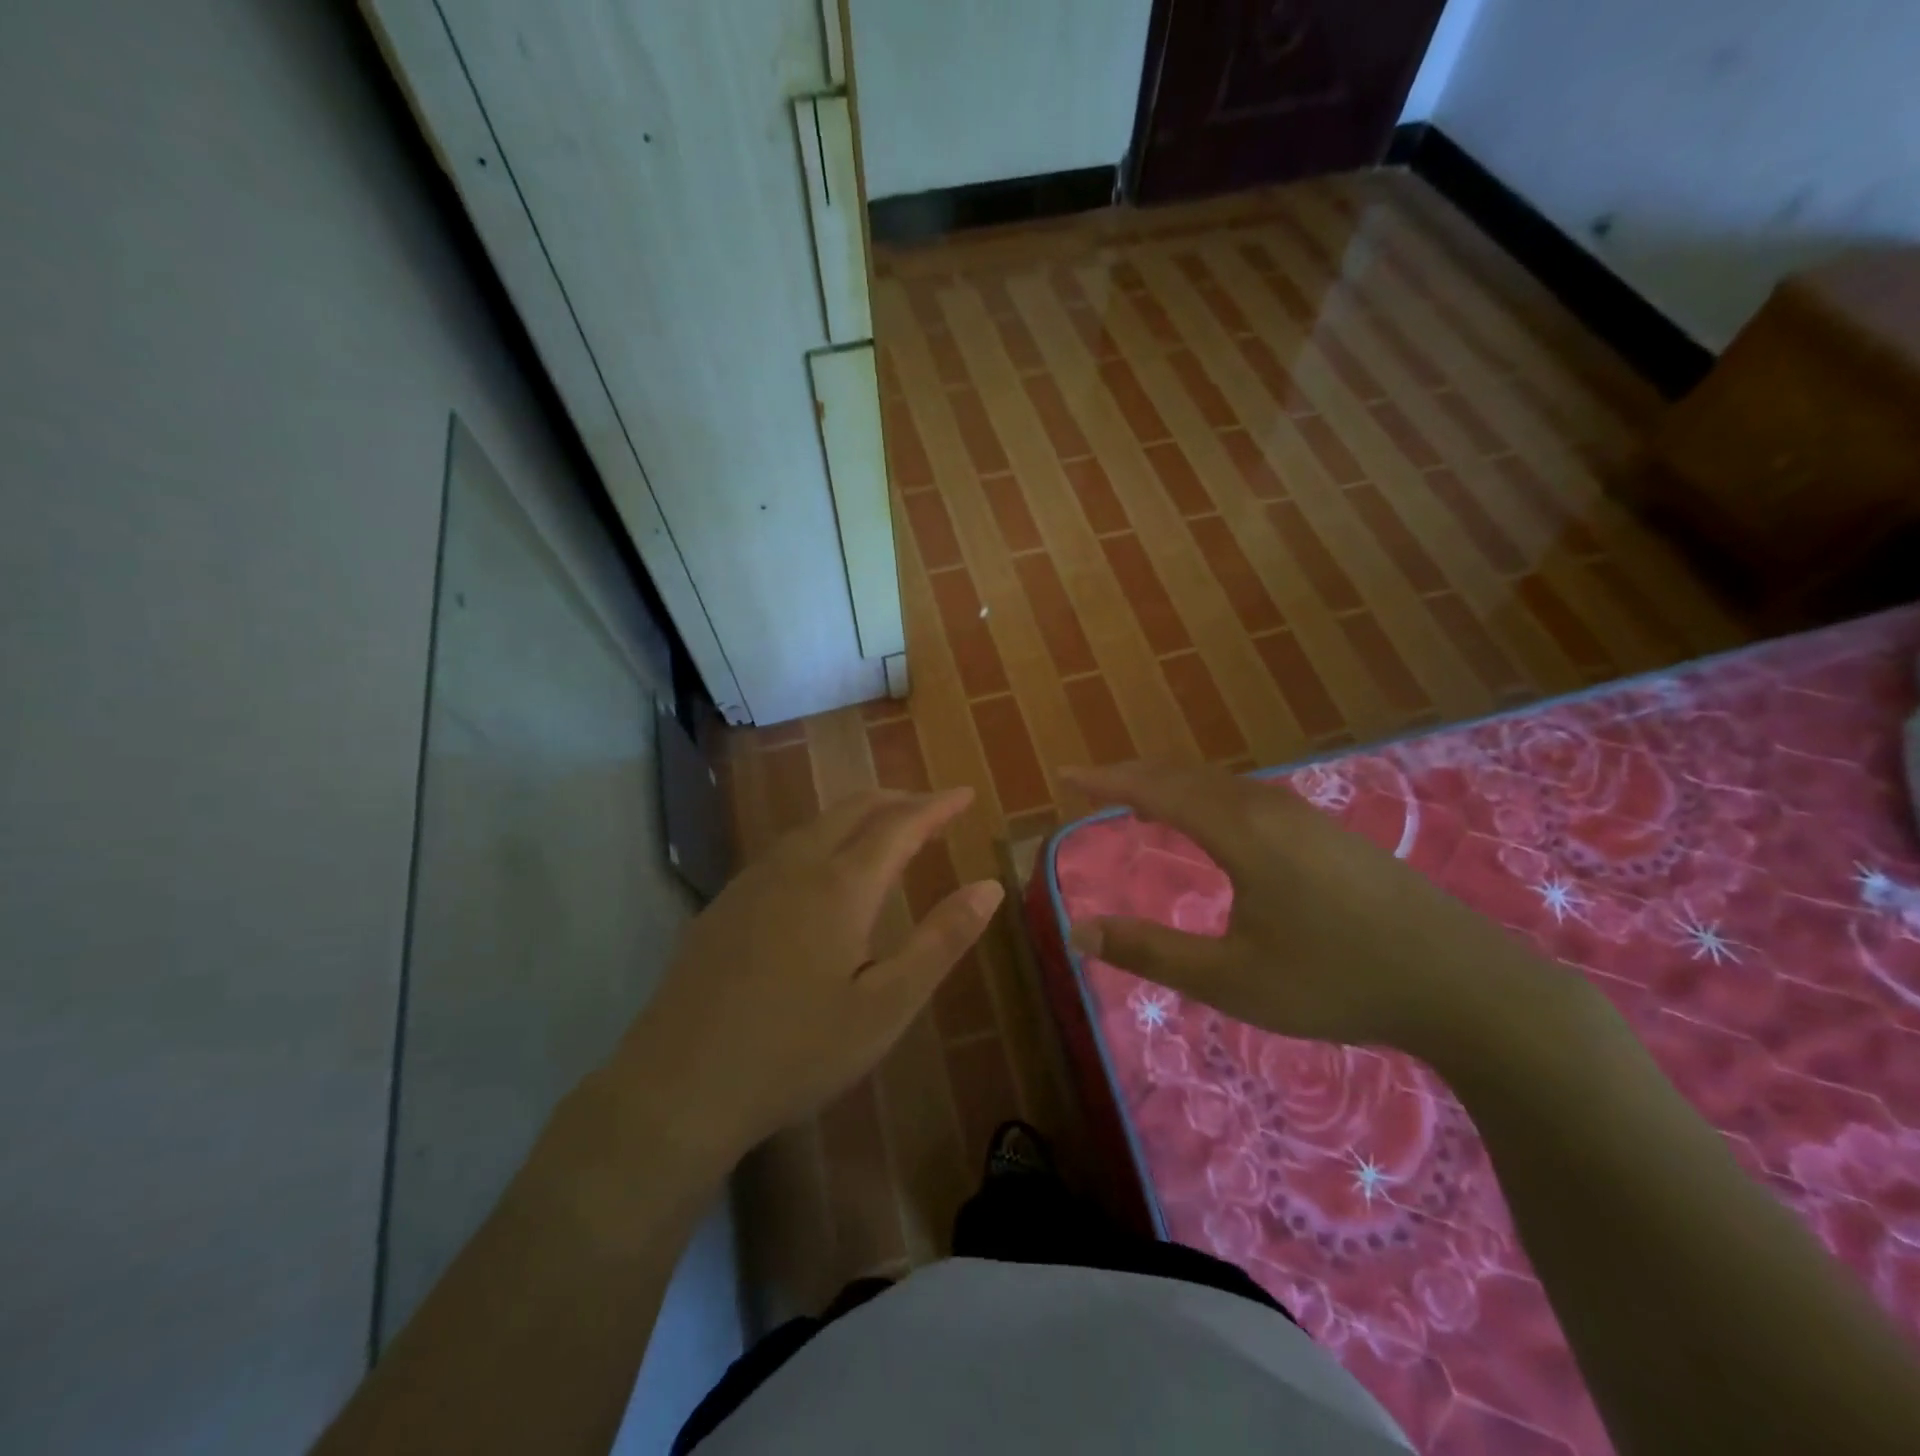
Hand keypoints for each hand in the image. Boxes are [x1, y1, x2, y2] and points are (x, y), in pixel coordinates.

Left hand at [608, 787, 1002, 1166]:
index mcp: (840, 885)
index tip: (964, 794)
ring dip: (858, 815)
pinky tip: (822, 869)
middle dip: (897, 799)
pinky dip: (823, 837)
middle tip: (931, 808)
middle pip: (853, 809)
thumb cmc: (797, 1051)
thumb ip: (941, 941)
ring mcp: (752, 881)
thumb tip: (990, 887)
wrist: (678, 1086)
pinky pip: (786, 848)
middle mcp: (795, 866)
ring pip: (815, 824)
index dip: (936, 806)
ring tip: (886, 830)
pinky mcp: (724, 903)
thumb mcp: (886, 1006)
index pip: (899, 824)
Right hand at [1063, 761, 1540, 1057]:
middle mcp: (1268, 808)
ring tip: (1142, 802)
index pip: (1156, 789)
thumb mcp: (1230, 979)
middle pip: (1187, 776)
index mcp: (1239, 831)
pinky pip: (1248, 797)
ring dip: (1173, 785)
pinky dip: (1208, 797)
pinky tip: (1215, 825)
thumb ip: (1150, 952)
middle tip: (1095, 787)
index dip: (1106, 780)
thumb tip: (1078, 932)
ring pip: (1222, 784)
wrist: (1464, 984)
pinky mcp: (1329, 834)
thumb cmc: (1336, 980)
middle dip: (1134, 776)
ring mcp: (1306, 817)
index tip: (1067, 776)